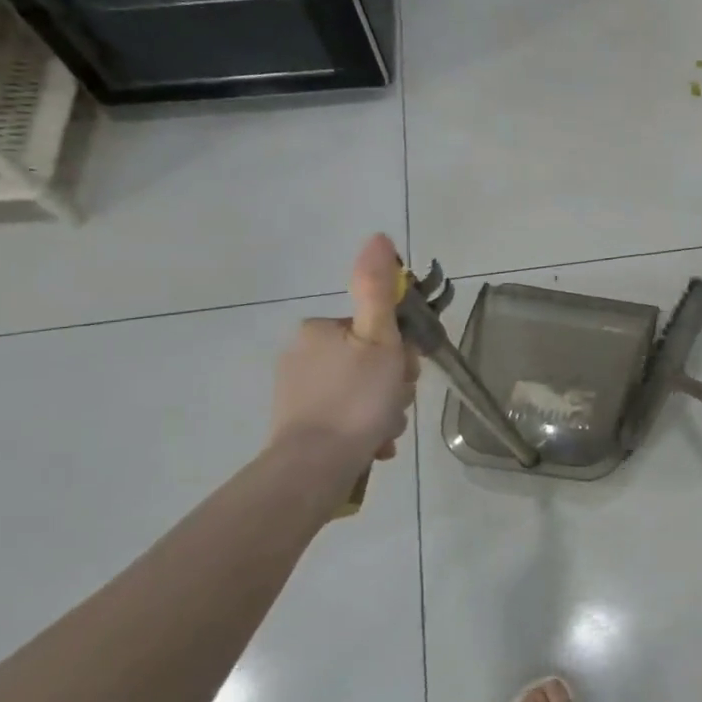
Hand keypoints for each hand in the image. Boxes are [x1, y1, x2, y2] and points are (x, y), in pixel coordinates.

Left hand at [269, 233, 419, 467]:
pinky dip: (364, 428)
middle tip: (394, 404)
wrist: (315, 464)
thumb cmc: (357, 397)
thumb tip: (378, 236)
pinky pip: (345, 417)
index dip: (400, 352)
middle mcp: (302, 354)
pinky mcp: (297, 424)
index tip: (404, 374)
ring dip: (382, 410)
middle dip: (391, 385)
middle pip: (370, 362)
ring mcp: (297, 392)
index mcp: (320, 330)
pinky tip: (372, 444)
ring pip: (361, 392)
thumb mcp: (380, 338)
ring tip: (384, 430)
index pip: (376, 331)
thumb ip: (379, 289)